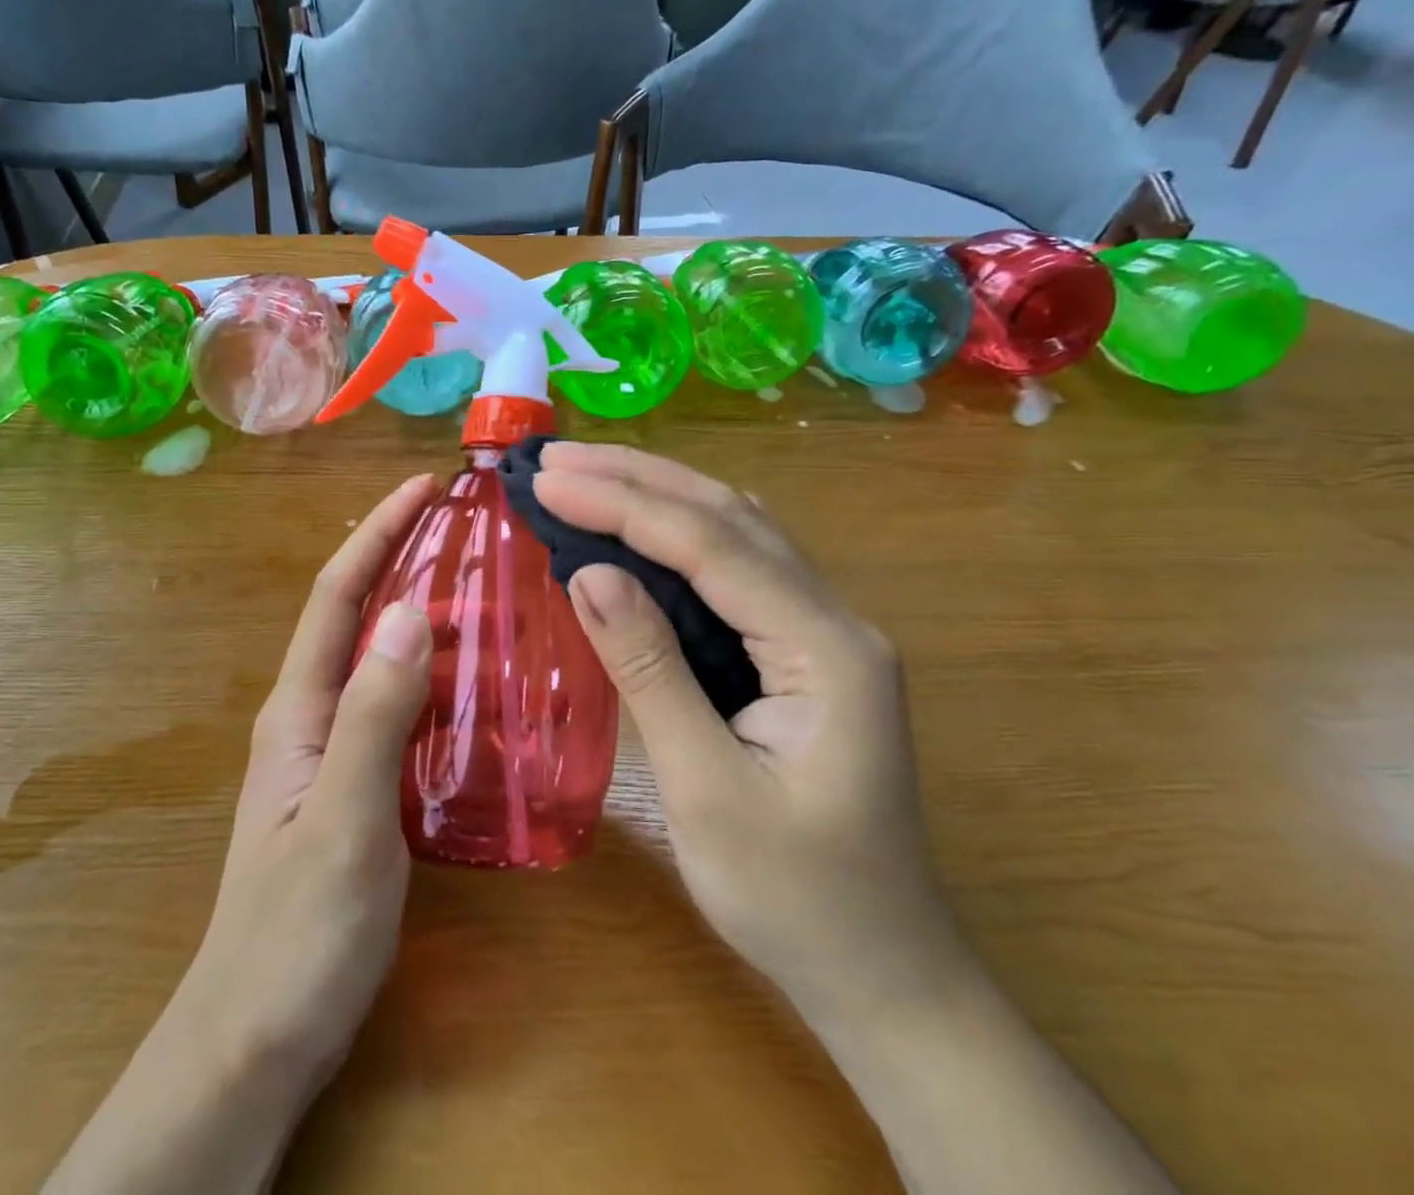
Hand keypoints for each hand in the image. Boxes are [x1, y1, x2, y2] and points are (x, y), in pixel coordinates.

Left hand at [44, 474, 437, 1194]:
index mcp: (298, 708)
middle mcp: (310, 714)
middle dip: (402, 558)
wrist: (257, 1038)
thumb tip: (411, 610)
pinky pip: (396, 704)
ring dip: (422, 612)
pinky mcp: (354, 783)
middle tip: (468, 529)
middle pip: (357, 615)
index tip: (424, 488)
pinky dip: (431, 672)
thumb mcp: (343, 820)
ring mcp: (330, 750)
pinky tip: (474, 680)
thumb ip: (374, 715)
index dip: (378, 533)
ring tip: (485, 587)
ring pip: (380, 658)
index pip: (338, 595)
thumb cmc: (296, 934)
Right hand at [533, 443, 963, 1022]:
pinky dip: (673, 537)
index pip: (711, 545)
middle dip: (638, 478)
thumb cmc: (795, 900)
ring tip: (582, 474)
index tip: (548, 482)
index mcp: (825, 648)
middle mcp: (832, 618)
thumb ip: (651, 670)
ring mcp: (819, 631)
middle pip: (728, 517)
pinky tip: (632, 528)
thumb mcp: (707, 790)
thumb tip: (587, 573)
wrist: (882, 974)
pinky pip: (732, 569)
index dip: (623, 505)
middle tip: (555, 458)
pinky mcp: (797, 651)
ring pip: (734, 532)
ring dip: (656, 495)